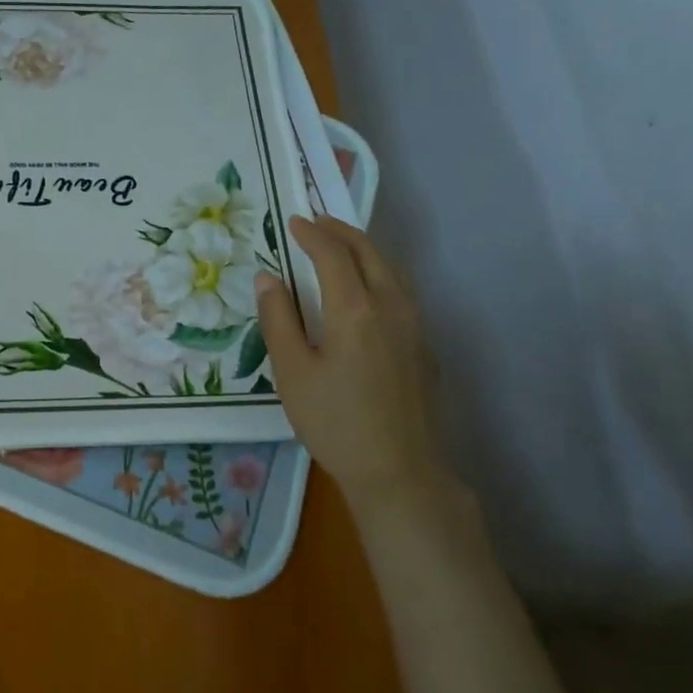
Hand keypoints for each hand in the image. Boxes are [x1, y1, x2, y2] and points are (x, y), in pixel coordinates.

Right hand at [255, 215, 455, 511]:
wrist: (399, 470)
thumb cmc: (335, 422)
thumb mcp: (292, 372)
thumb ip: (278, 319)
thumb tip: (267, 277)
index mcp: (355, 309)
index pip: (333, 255)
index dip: (311, 234)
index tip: (293, 222)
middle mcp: (392, 306)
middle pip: (370, 252)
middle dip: (341, 231)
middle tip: (316, 221)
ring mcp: (415, 325)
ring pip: (391, 269)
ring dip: (363, 249)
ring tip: (339, 245)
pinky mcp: (424, 345)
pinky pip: (401, 290)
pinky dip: (379, 272)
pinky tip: (365, 287)